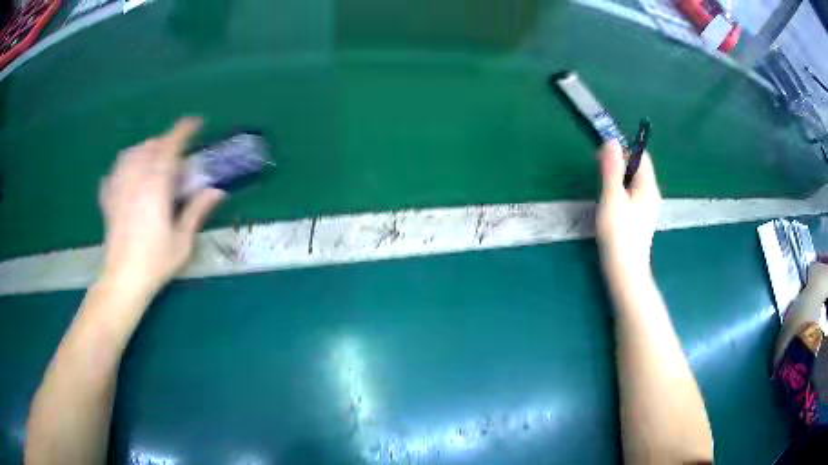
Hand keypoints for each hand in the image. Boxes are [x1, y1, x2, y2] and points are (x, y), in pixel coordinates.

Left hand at [99, 117, 224, 298]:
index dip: (184, 130)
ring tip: (153, 159)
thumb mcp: (182, 241)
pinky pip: (115, 171)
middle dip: (165, 142)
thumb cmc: (155, 262)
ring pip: (131, 154)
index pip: (170, 146)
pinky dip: (124, 165)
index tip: (196, 123)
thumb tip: (217, 191)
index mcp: (156, 186)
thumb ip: (196, 211)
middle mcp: (135, 179)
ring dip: (145, 150)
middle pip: (150, 146)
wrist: (123, 280)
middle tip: (176, 152)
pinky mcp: (109, 199)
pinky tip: (129, 174)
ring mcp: (119, 187)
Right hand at [596, 140, 660, 277]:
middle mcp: (651, 194)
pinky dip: (621, 192)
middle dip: (619, 164)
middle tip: (600, 173)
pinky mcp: (640, 219)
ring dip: (618, 179)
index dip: (623, 150)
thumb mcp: (612, 197)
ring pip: (633, 182)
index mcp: (648, 186)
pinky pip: (632, 195)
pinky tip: (610, 205)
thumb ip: (612, 168)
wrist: (626, 271)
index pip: (640, 155)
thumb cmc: (619, 233)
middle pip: (637, 168)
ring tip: (603, 190)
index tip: (603, 157)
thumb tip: (612, 141)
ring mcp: (647, 208)